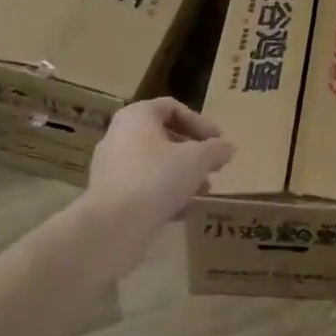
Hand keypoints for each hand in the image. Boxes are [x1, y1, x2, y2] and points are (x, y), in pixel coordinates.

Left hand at [83, 98, 232, 236]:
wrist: (113, 227)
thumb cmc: (157, 178)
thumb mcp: (198, 159)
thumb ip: (216, 150)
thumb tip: (227, 148)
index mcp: (136, 117)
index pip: (172, 108)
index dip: (200, 122)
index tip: (218, 140)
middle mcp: (119, 136)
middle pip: (163, 136)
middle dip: (192, 152)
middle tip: (212, 166)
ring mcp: (110, 168)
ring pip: (154, 164)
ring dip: (181, 175)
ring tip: (202, 191)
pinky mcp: (108, 197)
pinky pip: (142, 187)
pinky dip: (164, 194)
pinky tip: (184, 210)